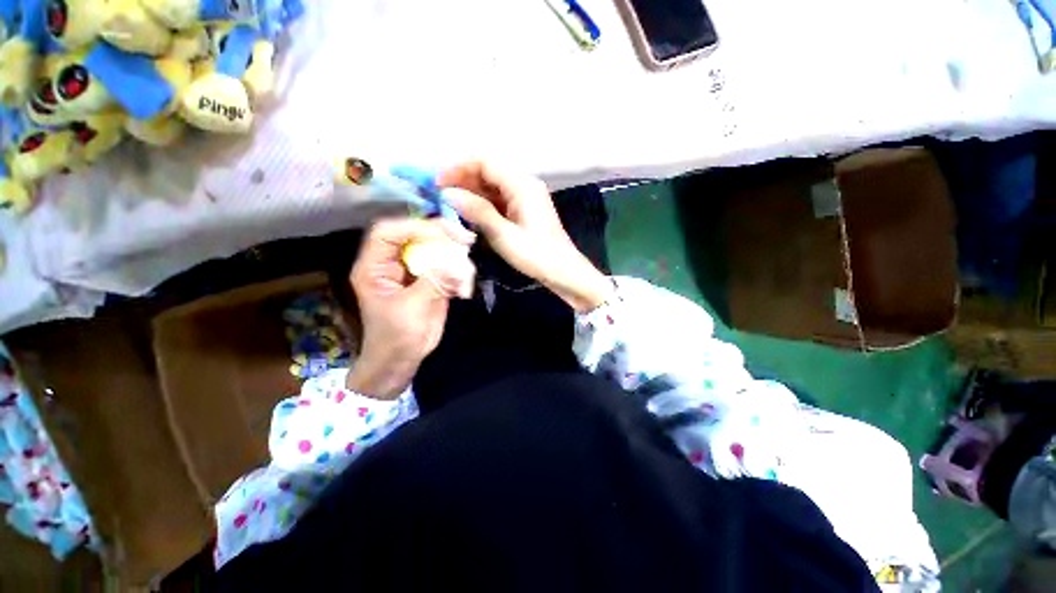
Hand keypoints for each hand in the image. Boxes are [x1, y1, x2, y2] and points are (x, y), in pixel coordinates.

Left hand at [347, 219, 475, 398]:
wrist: (402, 360)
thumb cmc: (395, 338)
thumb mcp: (411, 309)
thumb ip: (433, 282)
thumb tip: (458, 262)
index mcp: (375, 267)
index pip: (388, 233)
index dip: (414, 227)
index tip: (443, 233)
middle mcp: (394, 263)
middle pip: (416, 235)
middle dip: (443, 237)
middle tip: (467, 240)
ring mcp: (415, 271)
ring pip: (437, 250)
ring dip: (457, 259)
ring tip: (467, 277)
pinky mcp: (432, 280)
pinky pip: (448, 267)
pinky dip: (461, 275)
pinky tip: (464, 290)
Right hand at [439, 161, 612, 312]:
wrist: (563, 272)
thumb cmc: (536, 255)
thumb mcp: (504, 235)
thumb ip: (478, 212)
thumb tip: (448, 194)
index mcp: (522, 185)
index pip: (485, 162)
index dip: (459, 167)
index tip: (438, 183)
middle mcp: (523, 184)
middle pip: (488, 171)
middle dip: (462, 180)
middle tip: (440, 196)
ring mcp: (524, 197)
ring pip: (492, 186)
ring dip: (470, 192)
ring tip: (449, 205)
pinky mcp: (523, 210)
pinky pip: (498, 199)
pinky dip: (482, 204)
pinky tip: (468, 213)